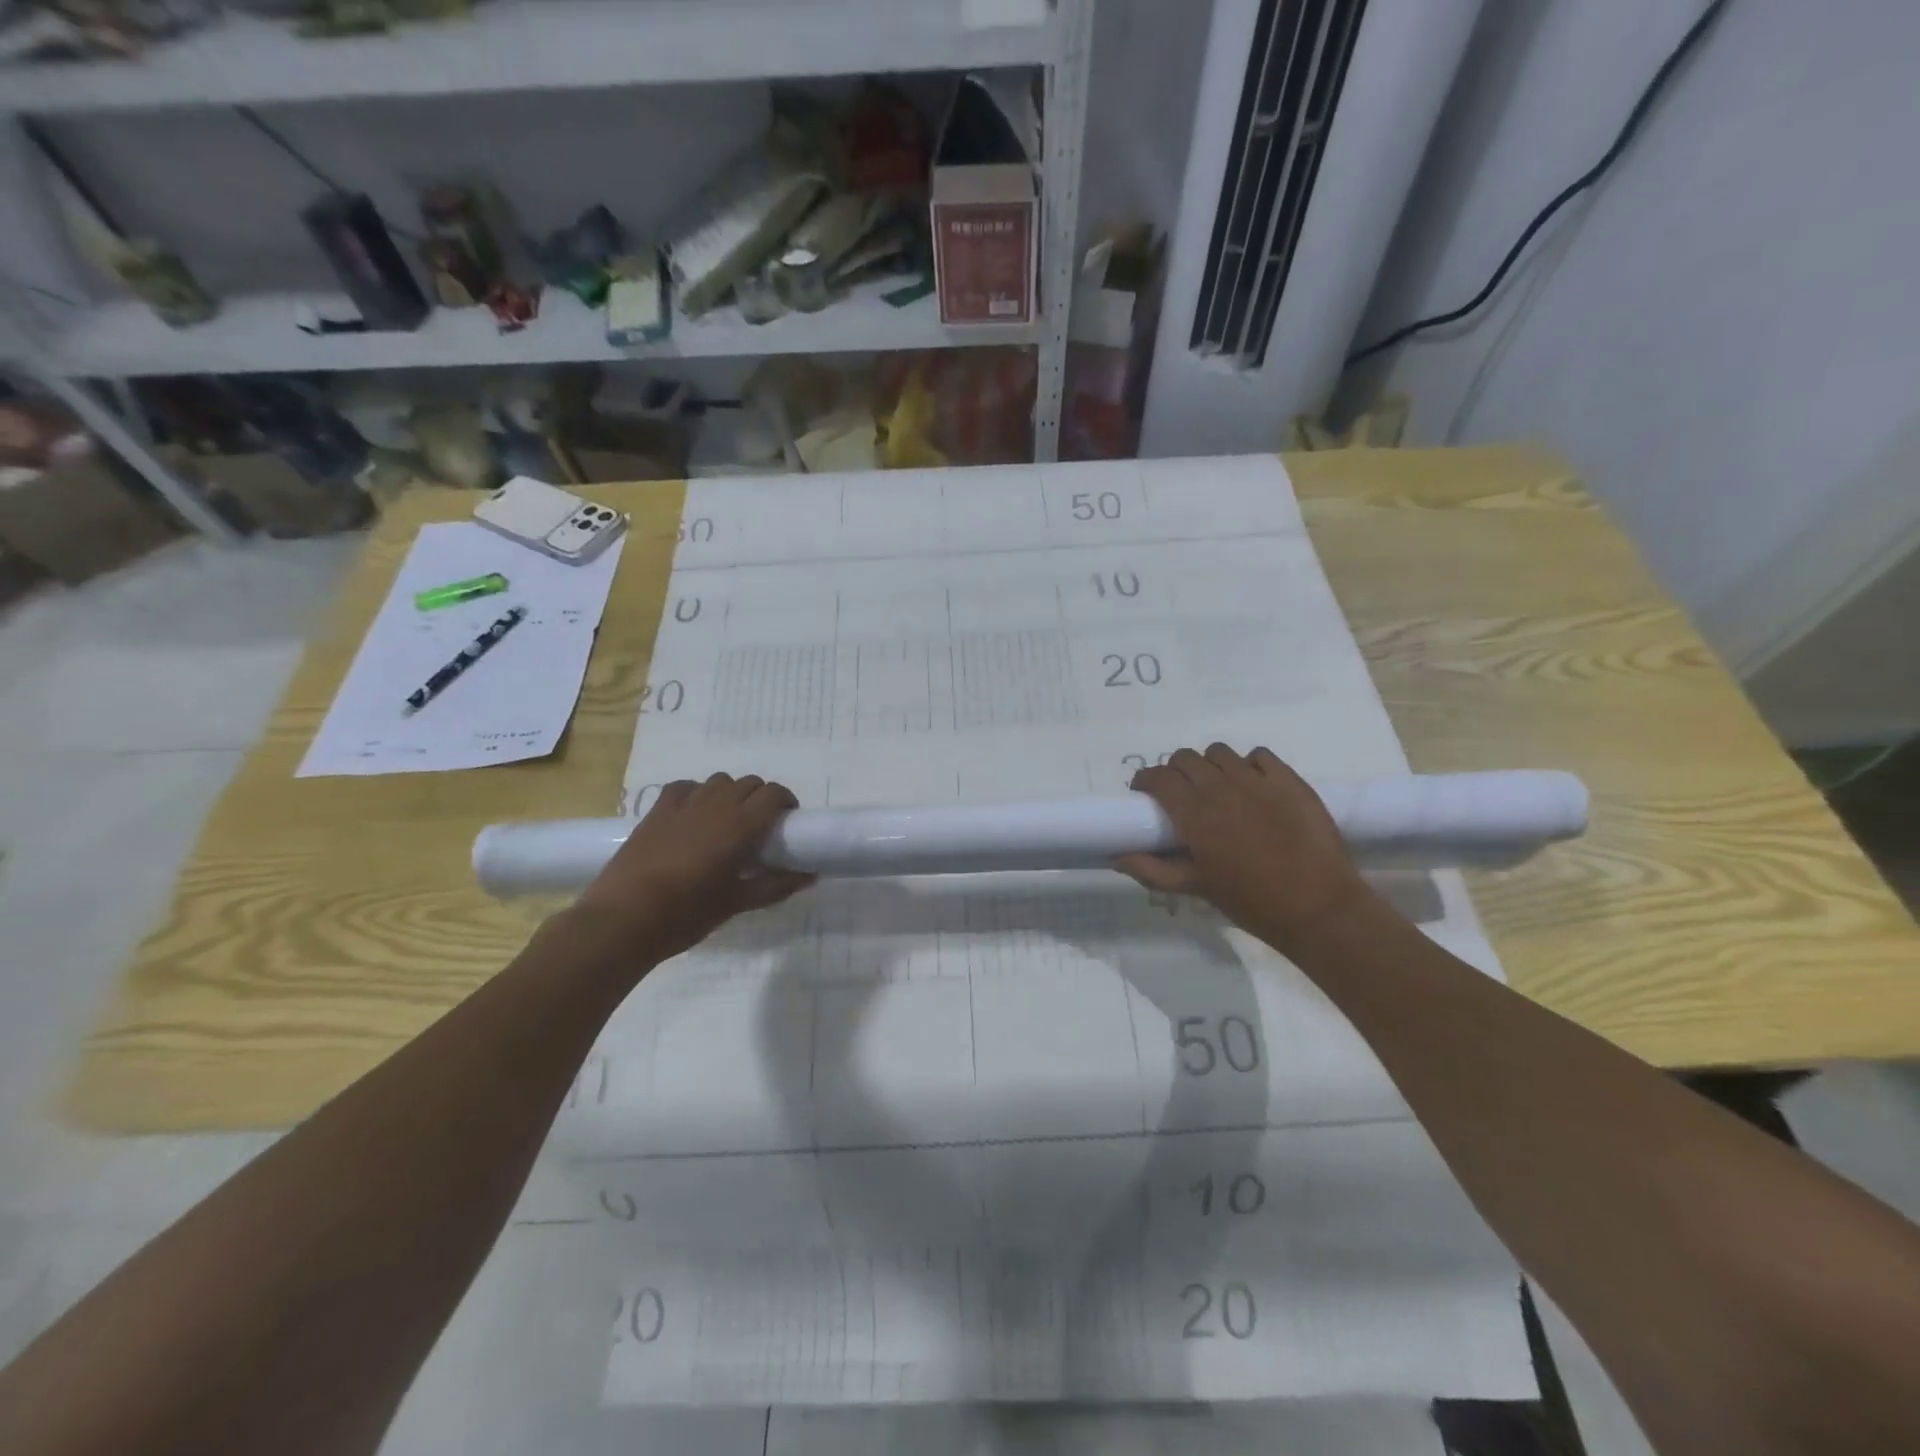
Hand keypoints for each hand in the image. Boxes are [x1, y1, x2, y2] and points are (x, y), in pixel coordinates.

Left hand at [573, 774, 812, 963]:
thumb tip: (810, 876)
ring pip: (719, 781)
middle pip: (749, 783)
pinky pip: (685, 786)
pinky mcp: (657, 810)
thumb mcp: (736, 903)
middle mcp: (715, 804)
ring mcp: (683, 804)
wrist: (623, 918)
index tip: (787, 822)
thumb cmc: (686, 913)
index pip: (773, 793)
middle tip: (761, 826)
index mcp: (740, 824)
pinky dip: (698, 793)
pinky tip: (695, 814)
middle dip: (761, 798)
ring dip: (731, 793)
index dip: (785, 801)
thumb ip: (776, 886)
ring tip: (728, 820)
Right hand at [1115, 745, 1371, 950]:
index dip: (1146, 780)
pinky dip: (1249, 764)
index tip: (1145, 794)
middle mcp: (1221, 787)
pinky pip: (1259, 755)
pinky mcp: (1289, 780)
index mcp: (1194, 813)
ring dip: (1210, 765)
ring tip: (1217, 787)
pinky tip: (1252, 785)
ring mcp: (1258, 780)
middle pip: (1185, 758)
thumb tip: (1116, 856)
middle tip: (1181, 795)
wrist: (1318, 907)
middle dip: (1175, 772)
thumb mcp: (1196, 888)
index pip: (1158, 777)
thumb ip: (1152, 870)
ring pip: (1220, 753)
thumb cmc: (1251, 901)